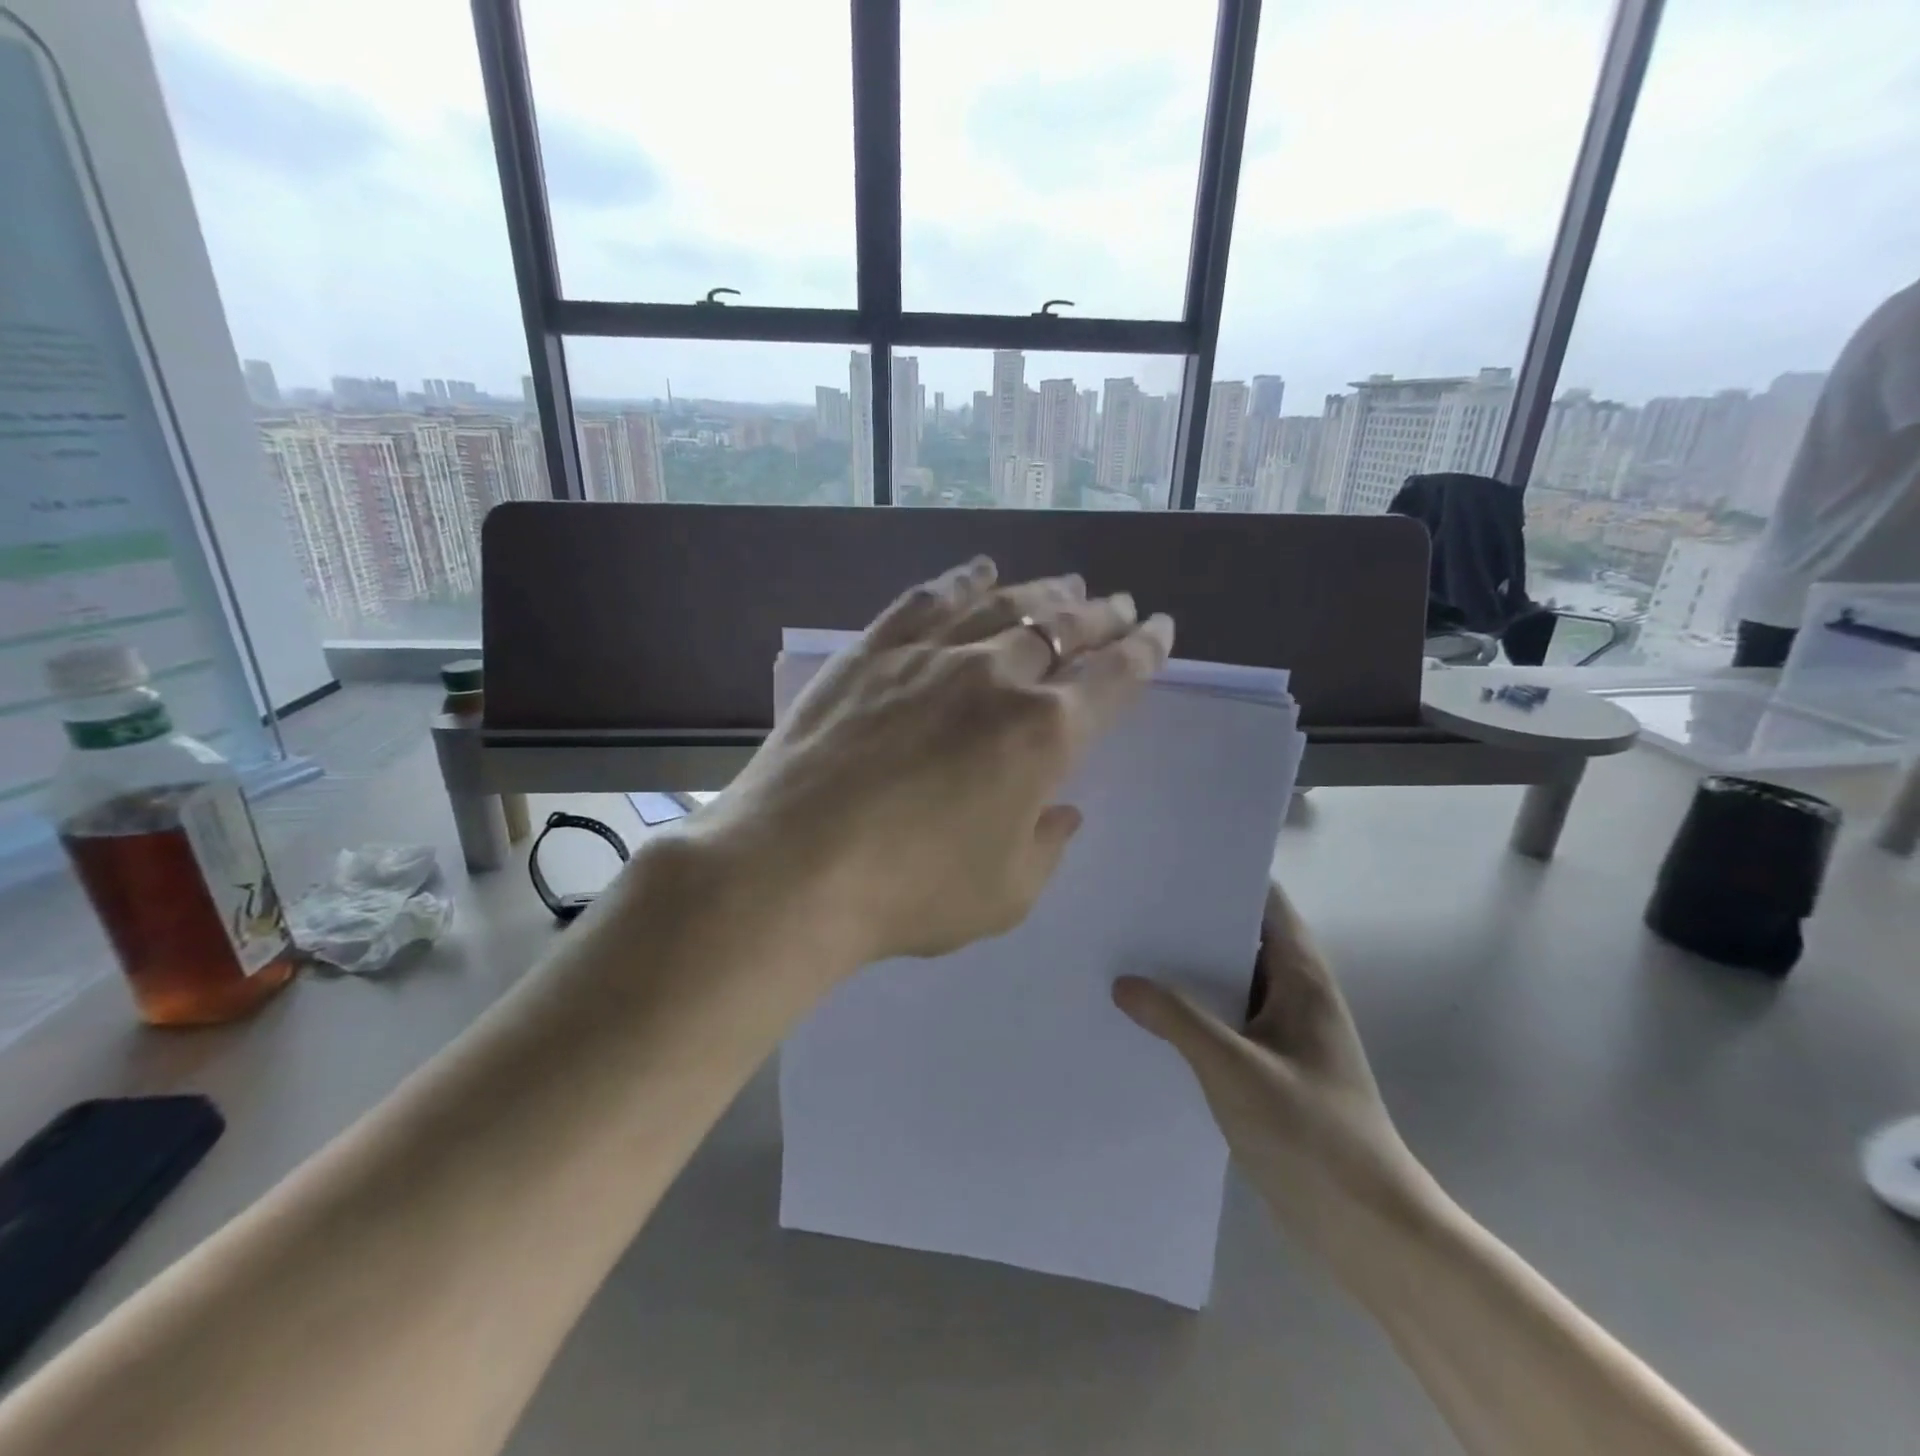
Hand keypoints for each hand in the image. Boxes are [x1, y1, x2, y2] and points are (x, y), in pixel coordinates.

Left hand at [706, 557, 1173, 968]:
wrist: (792, 869)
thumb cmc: (910, 892)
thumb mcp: (1006, 894)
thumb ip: (1046, 845)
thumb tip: (1062, 810)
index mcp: (1043, 736)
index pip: (1112, 679)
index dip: (1144, 652)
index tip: (1160, 631)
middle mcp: (996, 678)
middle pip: (1063, 630)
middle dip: (1100, 616)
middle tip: (1119, 606)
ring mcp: (930, 656)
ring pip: (1003, 605)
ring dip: (1043, 592)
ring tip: (1066, 584)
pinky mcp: (873, 652)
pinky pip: (928, 601)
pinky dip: (961, 580)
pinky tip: (977, 571)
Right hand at [1113, 883, 1437, 1273]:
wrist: (1368, 1228)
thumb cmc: (1311, 1134)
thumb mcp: (1234, 1069)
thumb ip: (1177, 1019)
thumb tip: (1123, 982)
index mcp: (1301, 977)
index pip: (1265, 901)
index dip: (1222, 875)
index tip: (1168, 862)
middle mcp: (1295, 994)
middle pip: (1241, 937)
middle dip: (1190, 921)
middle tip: (1131, 904)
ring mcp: (1284, 1032)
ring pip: (1230, 982)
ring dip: (1188, 970)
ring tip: (1126, 951)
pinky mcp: (1271, 1066)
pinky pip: (1226, 1021)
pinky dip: (1193, 1011)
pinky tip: (1148, 1016)